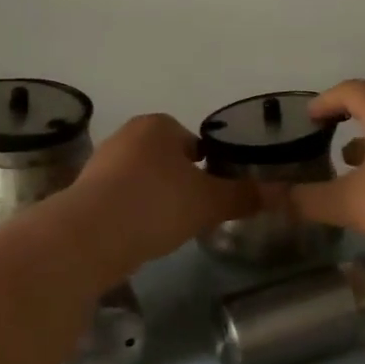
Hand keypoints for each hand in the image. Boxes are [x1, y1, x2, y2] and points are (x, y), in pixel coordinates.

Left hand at [73, 114, 258, 269]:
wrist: (89, 237)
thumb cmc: (156, 204)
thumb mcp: (210, 202)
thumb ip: (244, 196)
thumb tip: (280, 193)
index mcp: (159, 126)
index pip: (195, 140)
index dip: (210, 165)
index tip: (217, 193)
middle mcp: (128, 136)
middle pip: (169, 159)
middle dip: (183, 182)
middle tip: (198, 212)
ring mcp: (102, 164)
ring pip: (145, 179)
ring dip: (159, 199)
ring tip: (171, 228)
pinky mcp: (85, 193)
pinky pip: (123, 199)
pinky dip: (136, 213)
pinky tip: (144, 235)